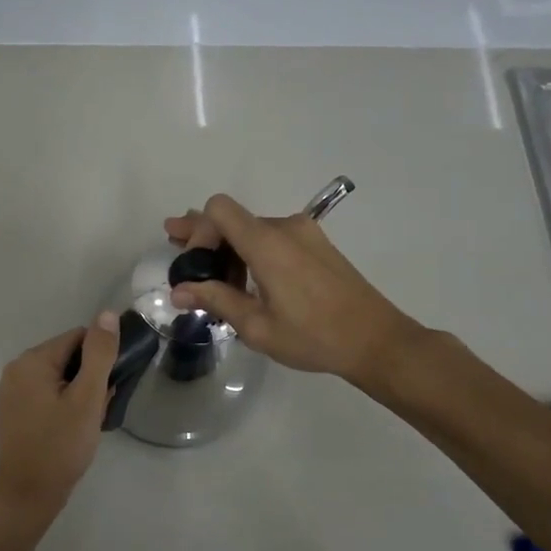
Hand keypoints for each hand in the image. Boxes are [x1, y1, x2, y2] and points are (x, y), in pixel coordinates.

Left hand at [0, 312, 119, 539]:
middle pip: (66, 357)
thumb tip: (106, 314)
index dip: (99, 359)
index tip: (108, 387)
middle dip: (88, 378)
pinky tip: (71, 429)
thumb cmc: (61, 446)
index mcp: (31, 361)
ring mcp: (10, 392)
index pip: (77, 338)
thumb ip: (99, 354)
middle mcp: (15, 369)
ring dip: (77, 393)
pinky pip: (44, 394)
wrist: (28, 496)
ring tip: (86, 422)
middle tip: (98, 409)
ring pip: (57, 378)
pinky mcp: (12, 412)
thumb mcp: (87, 398)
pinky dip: (62, 404)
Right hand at [164, 193, 421, 384]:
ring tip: (209, 276)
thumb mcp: (257, 326)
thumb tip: (178, 291)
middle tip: (174, 244)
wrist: (377, 340)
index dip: (198, 231)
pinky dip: (251, 251)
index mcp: (267, 243)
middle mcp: (284, 228)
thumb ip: (216, 300)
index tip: (195, 266)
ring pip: (253, 229)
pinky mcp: (318, 245)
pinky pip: (274, 238)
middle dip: (203, 233)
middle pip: (233, 218)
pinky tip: (244, 278)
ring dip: (228, 247)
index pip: (219, 210)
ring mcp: (305, 234)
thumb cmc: (314, 336)